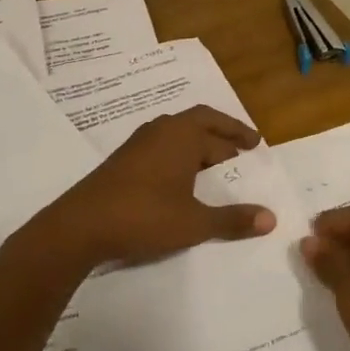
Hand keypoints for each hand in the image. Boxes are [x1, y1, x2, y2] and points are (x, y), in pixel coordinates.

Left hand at [28, 106, 275, 272]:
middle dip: (222, 132)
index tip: (256, 144)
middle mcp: (161, 131)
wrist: (78, 228)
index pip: (220, 132)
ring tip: (214, 162)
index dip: (240, 137)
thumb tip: (271, 218)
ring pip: (177, 133)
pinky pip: (161, 146)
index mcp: (183, 136)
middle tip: (242, 146)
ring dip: (198, 142)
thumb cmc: (144, 217)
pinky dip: (179, 153)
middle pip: (199, 122)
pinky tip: (180, 176)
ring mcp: (138, 144)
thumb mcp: (194, 223)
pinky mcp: (121, 161)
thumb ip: (233, 220)